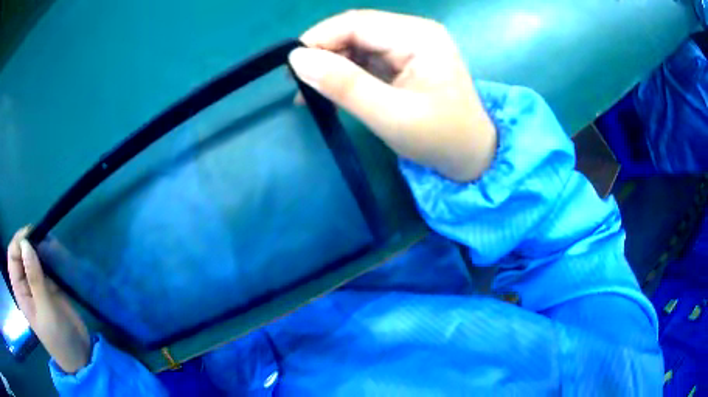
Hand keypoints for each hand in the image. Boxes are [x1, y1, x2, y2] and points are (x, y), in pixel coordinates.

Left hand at [7, 227, 89, 372]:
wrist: (79, 355)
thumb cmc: (58, 339)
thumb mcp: (46, 312)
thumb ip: (35, 279)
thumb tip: (26, 244)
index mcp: (19, 290)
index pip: (12, 256)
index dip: (17, 243)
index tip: (31, 237)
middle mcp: (24, 283)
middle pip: (20, 251)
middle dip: (29, 241)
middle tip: (42, 239)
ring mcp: (35, 283)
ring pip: (32, 254)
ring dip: (40, 246)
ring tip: (51, 245)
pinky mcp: (47, 284)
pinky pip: (44, 262)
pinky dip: (49, 254)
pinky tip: (56, 253)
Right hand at [289, 10, 495, 181]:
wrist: (471, 157)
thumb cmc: (439, 138)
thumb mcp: (390, 115)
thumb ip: (344, 85)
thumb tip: (297, 59)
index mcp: (418, 36)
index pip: (356, 23)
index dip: (318, 39)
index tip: (291, 67)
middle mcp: (414, 32)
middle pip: (355, 30)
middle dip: (324, 53)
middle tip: (298, 84)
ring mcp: (410, 44)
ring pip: (357, 43)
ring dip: (332, 64)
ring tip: (310, 92)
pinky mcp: (405, 59)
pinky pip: (366, 57)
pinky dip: (346, 72)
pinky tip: (331, 90)